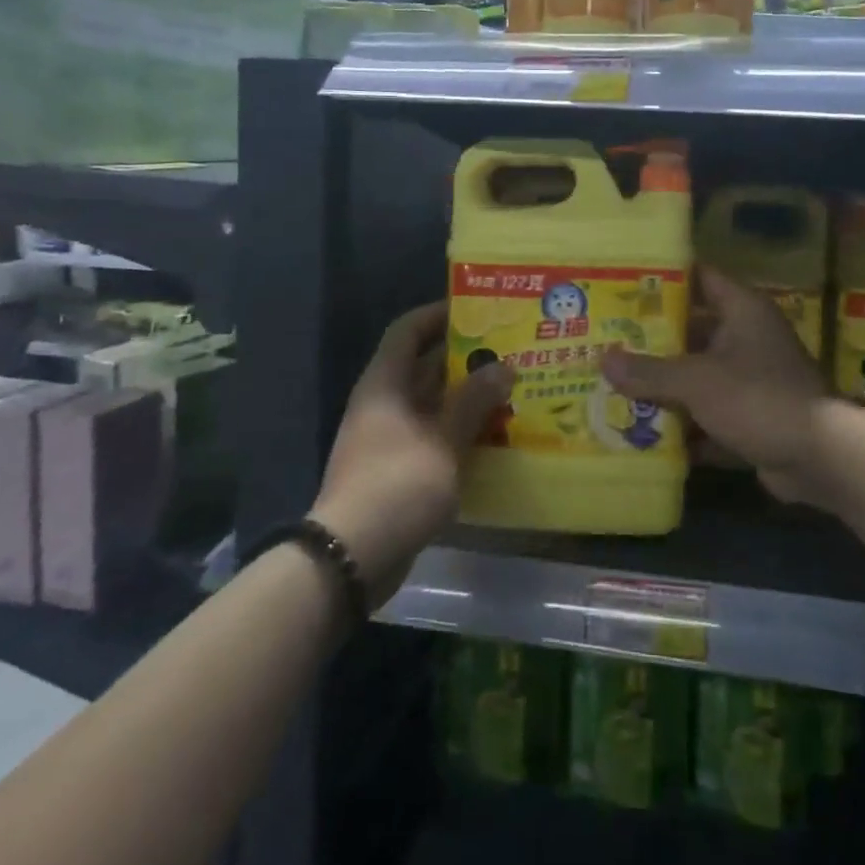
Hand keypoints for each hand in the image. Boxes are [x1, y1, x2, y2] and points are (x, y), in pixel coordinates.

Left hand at [311, 301, 512, 604]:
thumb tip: (503, 367)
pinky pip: (433, 434)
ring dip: (466, 397)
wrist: (354, 555)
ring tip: (511, 389)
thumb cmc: (398, 483)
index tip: (476, 310)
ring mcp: (389, 437)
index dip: (437, 314)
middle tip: (509, 352)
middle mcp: (384, 403)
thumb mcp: (444, 440)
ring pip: (432, 403)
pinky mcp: (398, 467)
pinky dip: (460, 429)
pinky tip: (495, 434)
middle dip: (464, 358)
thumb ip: (474, 402)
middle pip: (423, 366)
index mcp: (385, 384)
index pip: (407, 331)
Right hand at [601, 268, 833, 507]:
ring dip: (663, 386)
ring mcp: (750, 379)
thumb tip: (603, 360)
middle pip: (692, 330)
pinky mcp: (750, 417)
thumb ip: (650, 371)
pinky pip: (707, 414)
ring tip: (614, 385)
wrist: (820, 458)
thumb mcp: (697, 381)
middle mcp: (747, 338)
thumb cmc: (758, 398)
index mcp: (742, 311)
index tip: (623, 282)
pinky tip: (643, 433)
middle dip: (652, 341)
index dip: (664, 278)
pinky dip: (682, 424)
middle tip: (607, 340)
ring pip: (697, 376)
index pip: (699, 278)